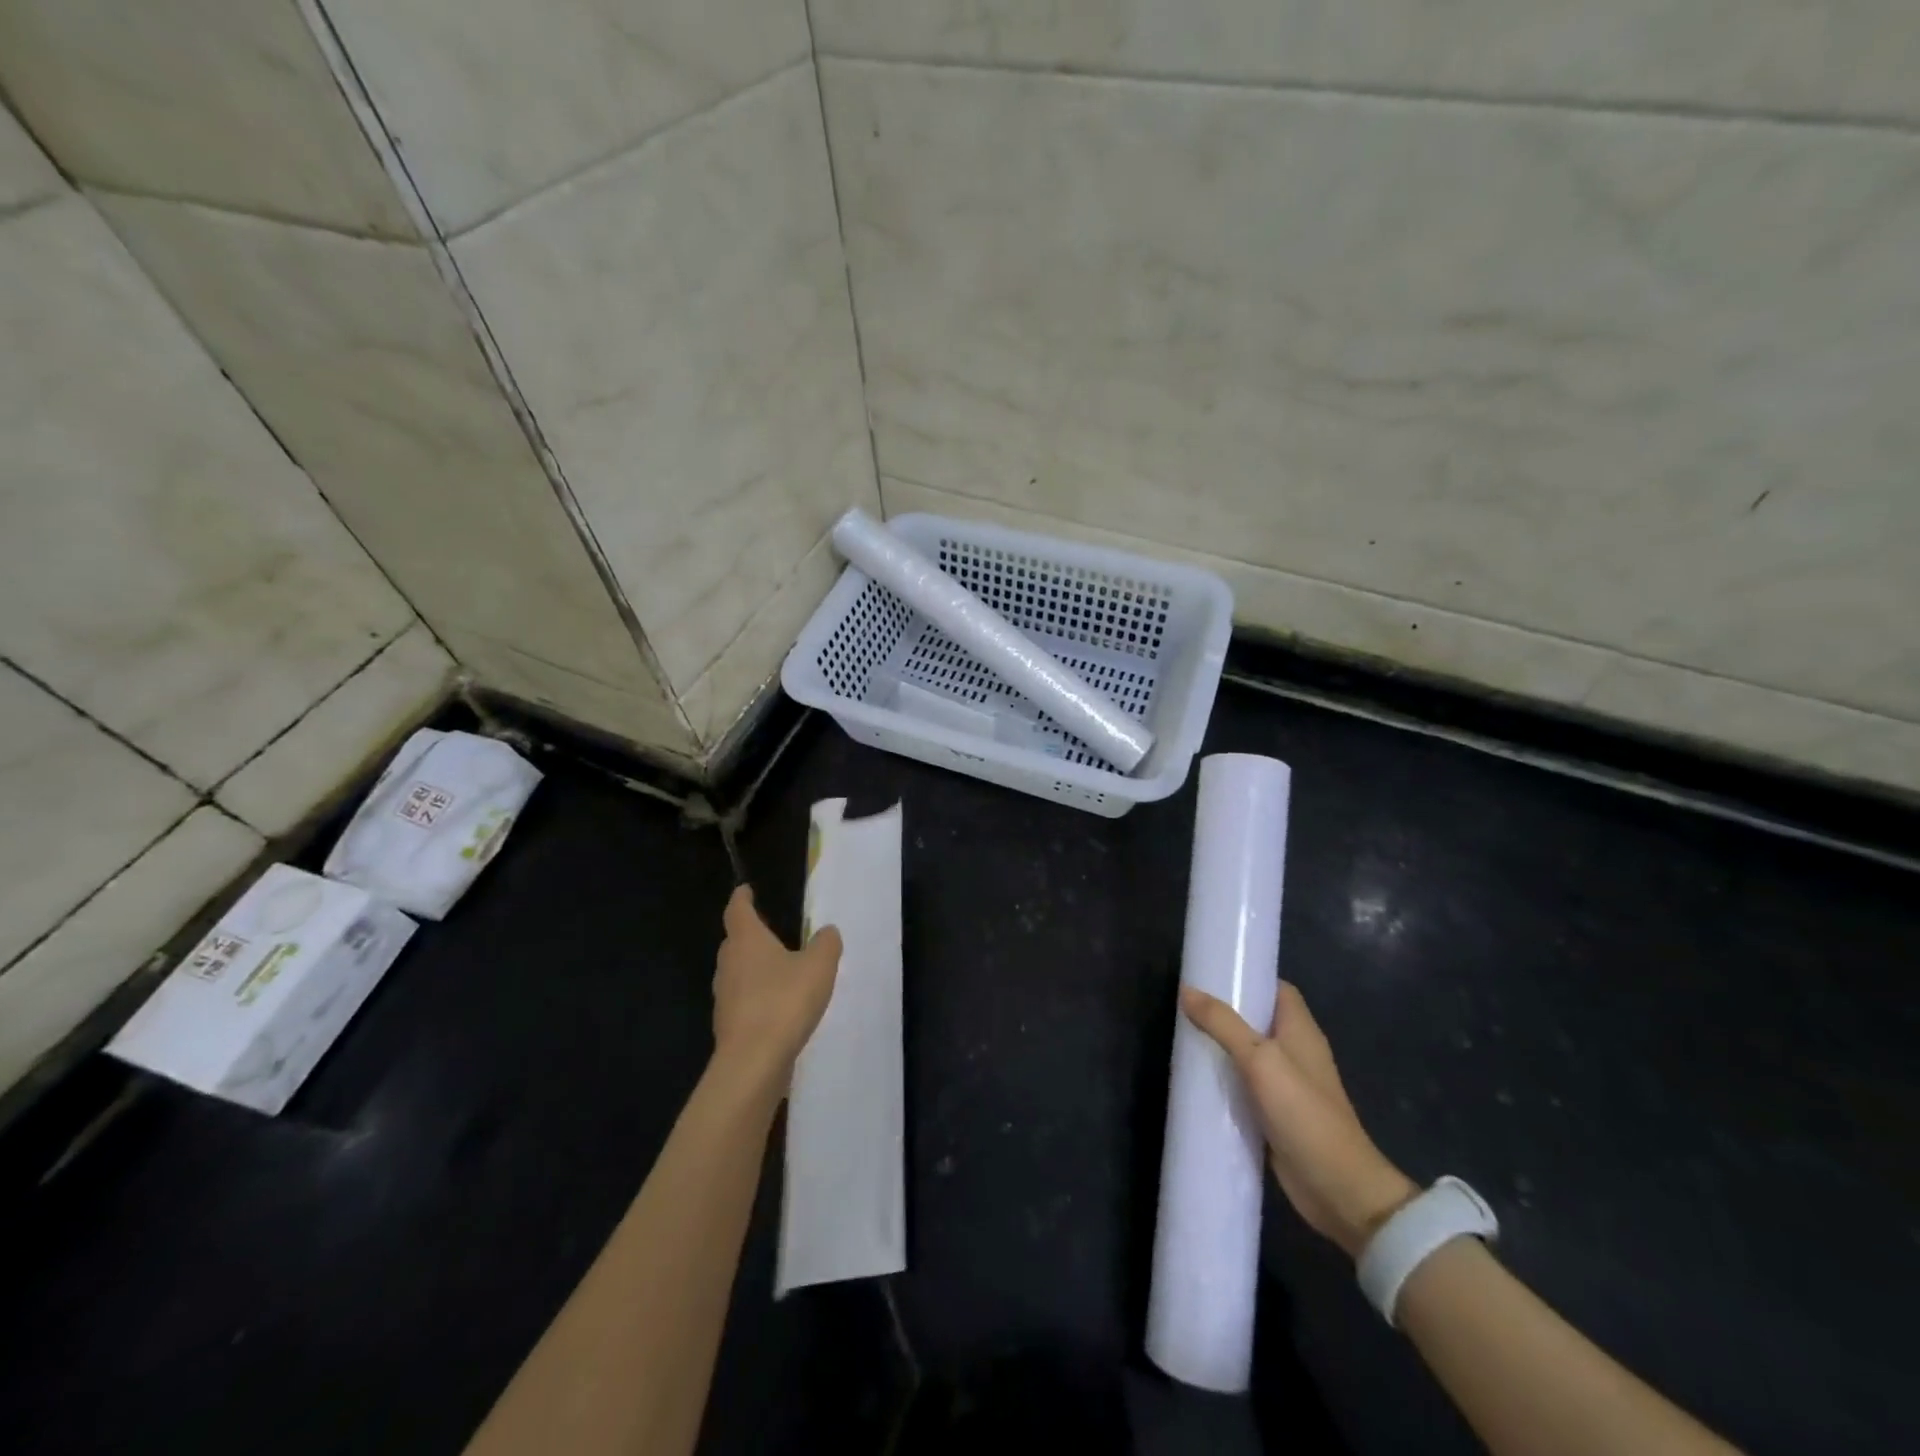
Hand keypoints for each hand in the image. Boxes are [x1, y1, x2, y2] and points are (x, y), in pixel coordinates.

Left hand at [712, 885, 842, 1091]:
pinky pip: (743, 1000)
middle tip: (767, 929)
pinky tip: (777, 1005)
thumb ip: (826, 944)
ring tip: (778, 968)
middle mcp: (729, 964)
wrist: (753, 1062)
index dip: (742, 898)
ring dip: (753, 967)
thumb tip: (827, 931)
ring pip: (737, 972)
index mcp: (747, 940)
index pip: (738, 910)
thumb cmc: (784, 1002)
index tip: (745, 890)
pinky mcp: (729, 1025)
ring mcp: (725, 997)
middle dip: (748, 934)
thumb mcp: (819, 966)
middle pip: (734, 941)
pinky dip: (756, 996)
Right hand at [1182, 982, 1417, 1258]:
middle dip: (1226, 1012)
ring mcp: (1288, 1086)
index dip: (1249, 978)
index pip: (1278, 989)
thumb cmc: (1304, 1113)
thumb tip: (1187, 991)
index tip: (1214, 973)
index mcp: (1301, 1031)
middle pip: (1259, 1020)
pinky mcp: (1277, 1114)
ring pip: (1250, 1054)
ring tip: (1184, 1037)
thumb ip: (1223, 1025)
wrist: (1339, 1189)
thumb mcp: (1260, 1061)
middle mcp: (1296, 1053)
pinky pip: (1246, 1086)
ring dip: (1222, 1047)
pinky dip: (1226, 1080)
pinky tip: (1199, 1080)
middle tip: (1187, 1006)